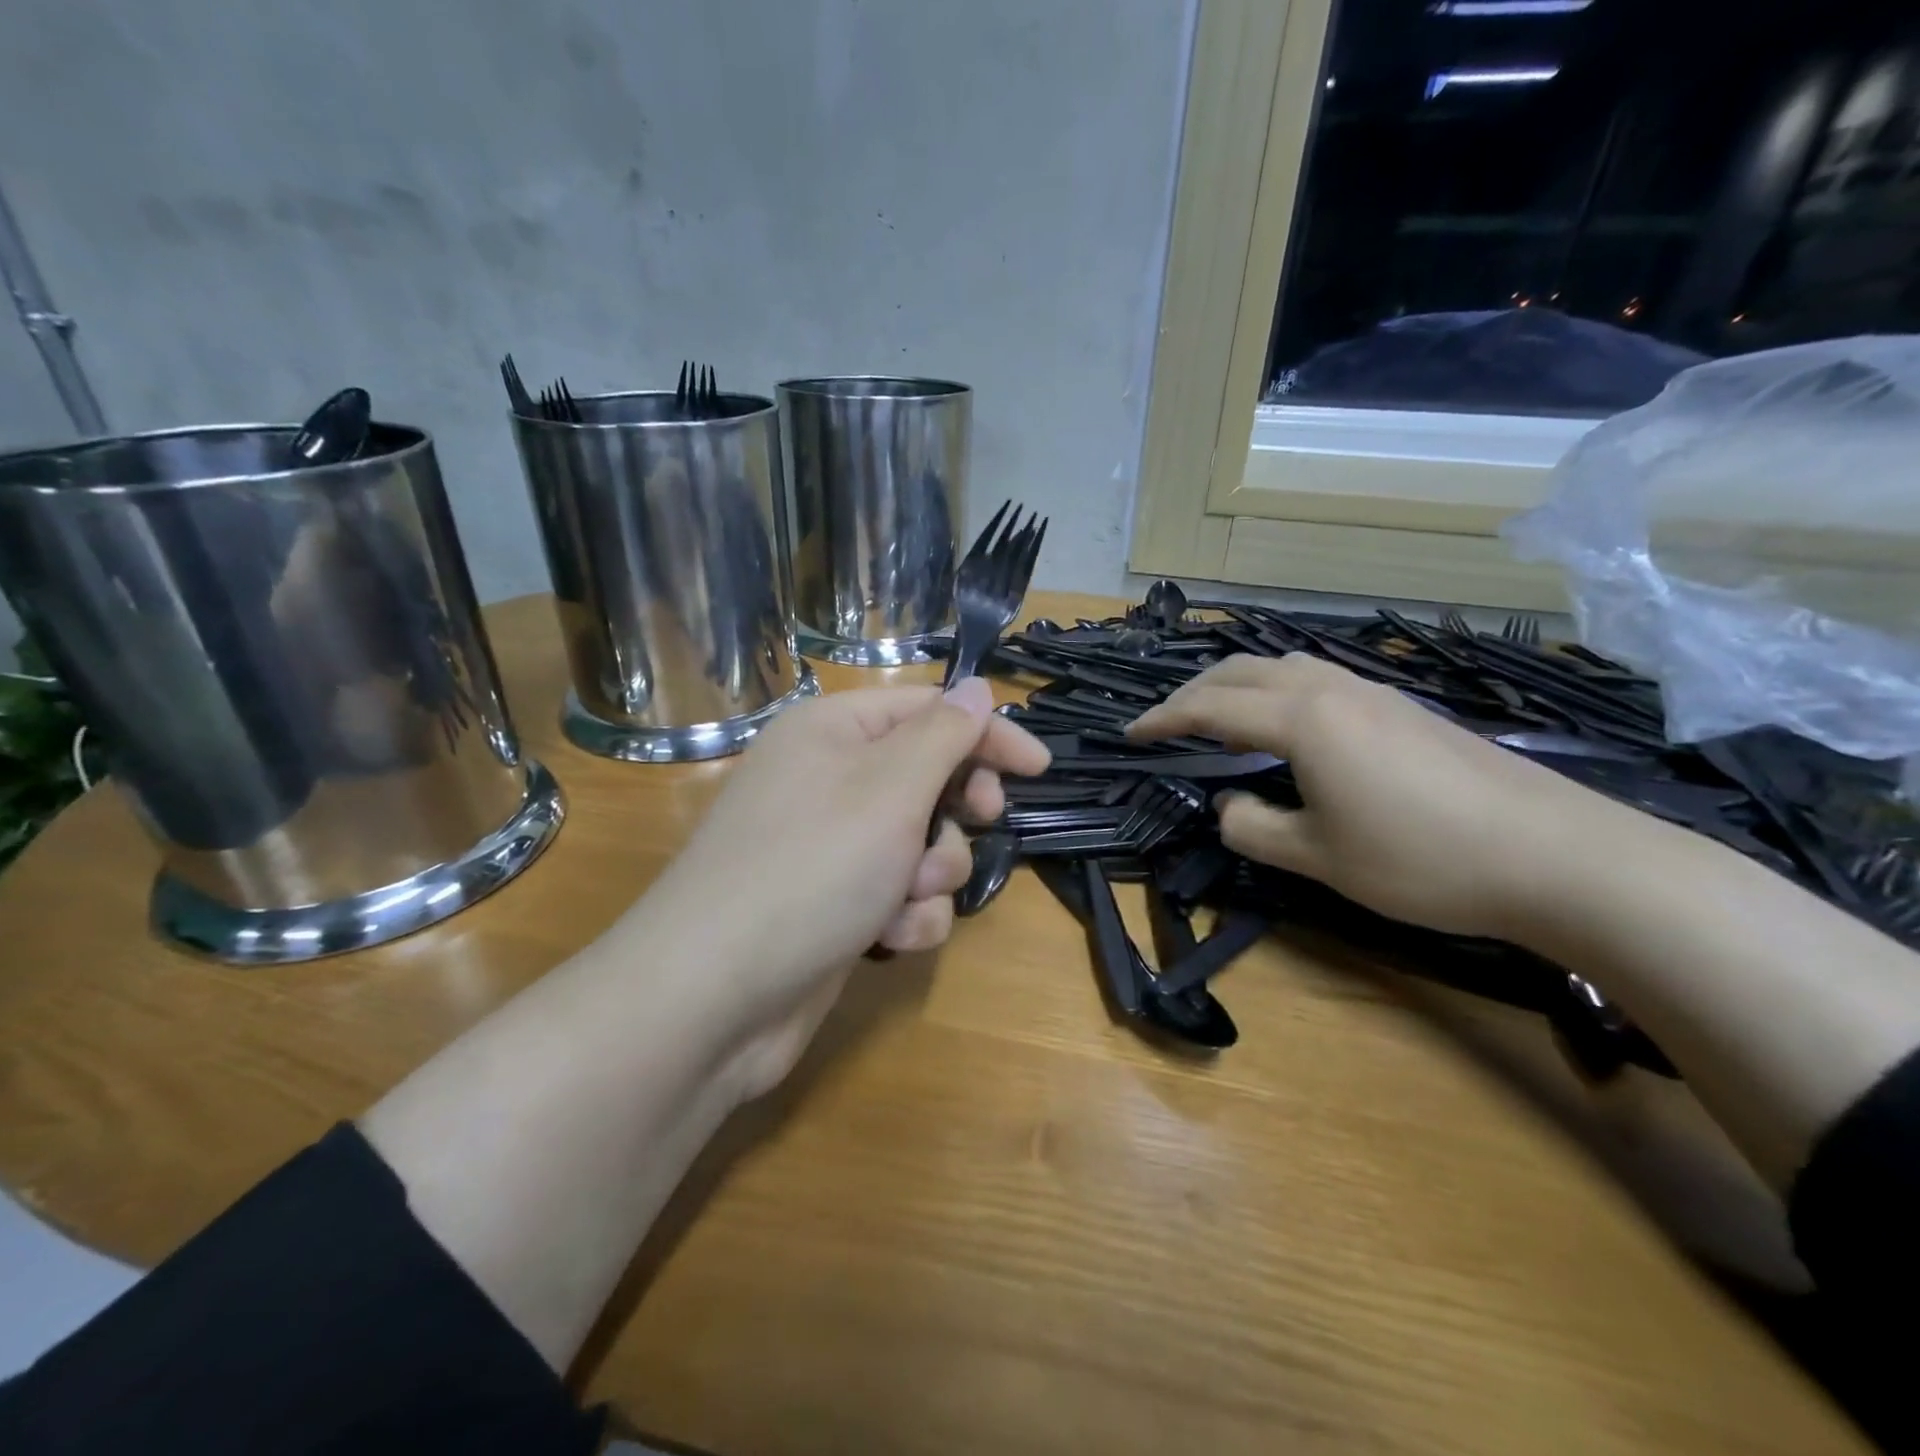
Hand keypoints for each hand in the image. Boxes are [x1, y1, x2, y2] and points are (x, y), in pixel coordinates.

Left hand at [625, 677, 1048, 1097]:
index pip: (928, 711)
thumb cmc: (812, 868)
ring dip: (932, 873)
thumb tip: (976, 687)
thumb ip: (944, 734)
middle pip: (928, 776)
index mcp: (833, 731)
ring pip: (922, 843)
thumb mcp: (890, 788)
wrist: (714, 997)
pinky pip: (900, 895)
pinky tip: (887, 938)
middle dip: (956, 812)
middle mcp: (829, 780)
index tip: (1040, 769)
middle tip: (979, 820)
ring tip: (905, 897)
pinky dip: (906, 916)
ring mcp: (831, 847)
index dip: (987, 733)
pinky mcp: (836, 903)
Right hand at [1126, 653, 1628, 938]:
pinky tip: (1284, 729)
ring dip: (1236, 686)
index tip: (1131, 735)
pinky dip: (1275, 693)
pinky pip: (1316, 681)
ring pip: (1281, 668)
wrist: (1558, 855)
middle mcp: (1333, 689)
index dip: (1164, 720)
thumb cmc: (1424, 860)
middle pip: (1241, 671)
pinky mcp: (1403, 708)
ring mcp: (1373, 693)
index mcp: (1303, 719)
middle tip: (1165, 724)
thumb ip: (1255, 828)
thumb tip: (1230, 806)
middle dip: (1193, 693)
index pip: (1211, 707)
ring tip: (1216, 720)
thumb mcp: (1320, 858)